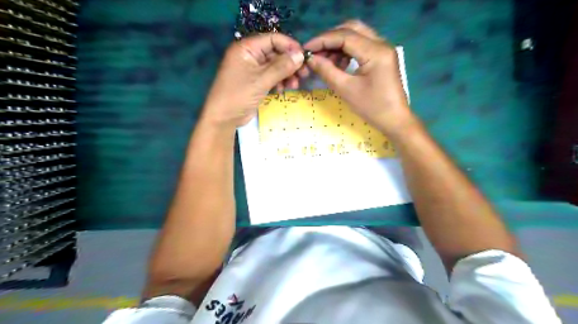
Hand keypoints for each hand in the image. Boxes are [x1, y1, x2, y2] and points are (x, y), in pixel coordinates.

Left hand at [201, 33, 303, 127]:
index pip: (273, 39)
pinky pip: (272, 77)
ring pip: (276, 66)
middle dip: (290, 63)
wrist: (224, 118)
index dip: (289, 46)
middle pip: (276, 53)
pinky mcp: (256, 82)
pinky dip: (280, 82)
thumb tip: (300, 56)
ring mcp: (253, 70)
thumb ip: (282, 67)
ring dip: (287, 74)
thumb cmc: (239, 95)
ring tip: (295, 85)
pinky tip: (284, 89)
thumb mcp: (261, 80)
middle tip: (304, 74)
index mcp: (247, 48)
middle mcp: (250, 56)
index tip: (304, 57)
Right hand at [304, 20, 412, 136]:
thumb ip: (327, 71)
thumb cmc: (372, 107)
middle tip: (315, 52)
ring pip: (356, 35)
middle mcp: (381, 43)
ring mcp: (383, 49)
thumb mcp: (346, 90)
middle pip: (351, 29)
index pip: (344, 36)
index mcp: (375, 51)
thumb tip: (310, 59)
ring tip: (325, 61)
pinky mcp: (381, 56)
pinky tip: (338, 64)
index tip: (306, 49)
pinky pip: (361, 45)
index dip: (322, 40)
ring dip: (338, 45)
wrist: (394, 120)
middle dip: (330, 38)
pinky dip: (346, 51)